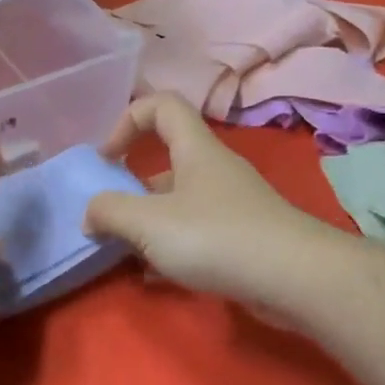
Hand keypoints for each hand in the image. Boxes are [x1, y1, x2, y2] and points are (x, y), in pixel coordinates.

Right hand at [84, 94, 324, 306]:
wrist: (294, 278)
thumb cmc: (216, 237)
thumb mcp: (149, 222)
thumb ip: (110, 212)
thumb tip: (90, 215)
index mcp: (195, 150)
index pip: (161, 106)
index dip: (127, 121)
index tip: (107, 159)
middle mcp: (214, 170)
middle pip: (166, 162)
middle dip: (132, 189)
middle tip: (110, 220)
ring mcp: (231, 205)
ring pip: (178, 204)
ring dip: (149, 224)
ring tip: (126, 254)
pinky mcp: (242, 238)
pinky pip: (196, 234)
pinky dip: (171, 249)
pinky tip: (155, 277)